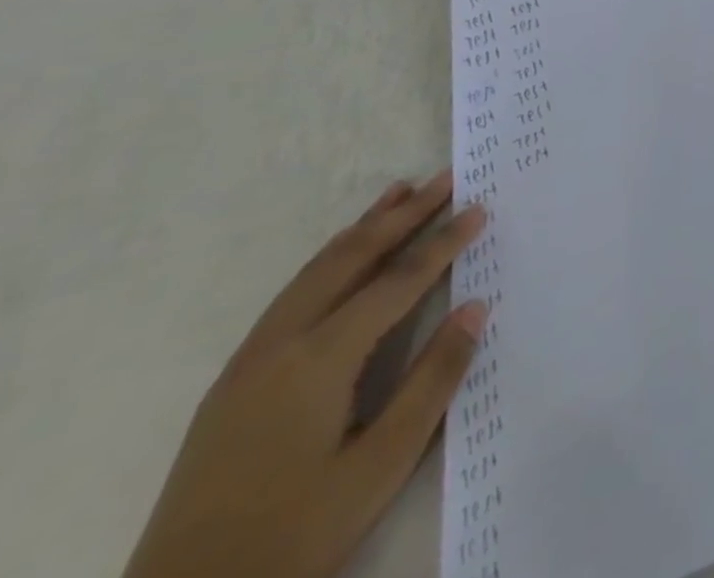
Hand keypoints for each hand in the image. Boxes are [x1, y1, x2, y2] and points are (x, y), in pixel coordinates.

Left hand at [123, 172, 487, 577]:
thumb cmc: (292, 534)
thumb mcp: (379, 466)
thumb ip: (432, 381)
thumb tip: (474, 308)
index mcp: (318, 361)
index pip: (397, 282)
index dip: (442, 242)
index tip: (479, 207)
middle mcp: (280, 346)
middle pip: (350, 259)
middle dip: (402, 215)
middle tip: (445, 178)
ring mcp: (249, 363)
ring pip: (315, 271)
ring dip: (362, 229)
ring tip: (398, 193)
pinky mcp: (234, 383)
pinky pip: (293, 295)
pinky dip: (330, 260)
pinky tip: (344, 259)